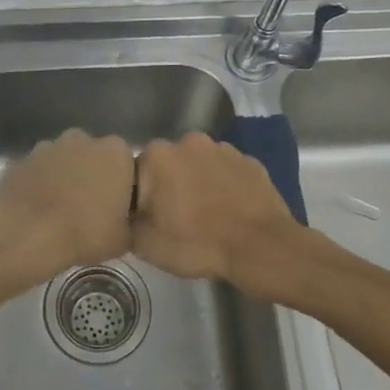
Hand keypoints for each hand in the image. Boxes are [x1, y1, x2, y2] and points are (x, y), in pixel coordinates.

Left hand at [0, 128, 134, 286]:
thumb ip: (131, 221)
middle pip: (94, 157)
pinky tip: (38, 210)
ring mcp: (49, 146)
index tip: (117, 209)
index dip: (123, 186)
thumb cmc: (85, 232)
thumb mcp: (124, 239)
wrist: (27, 235)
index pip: (127, 164)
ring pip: (64, 161)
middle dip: (93, 176)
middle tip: (90, 209)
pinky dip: (40, 184)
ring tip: (61, 211)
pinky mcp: (22, 159)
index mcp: (115, 152)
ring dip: (65, 178)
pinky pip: (39, 171)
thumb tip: (125, 220)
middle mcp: (83, 139)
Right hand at [132, 131, 298, 295]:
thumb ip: (127, 223)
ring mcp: (223, 148)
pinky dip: (224, 186)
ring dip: (197, 183)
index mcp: (158, 156)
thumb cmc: (198, 243)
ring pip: (198, 165)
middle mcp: (188, 141)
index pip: (136, 173)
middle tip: (176, 218)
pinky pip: (226, 172)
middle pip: (168, 165)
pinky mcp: (250, 161)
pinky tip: (229, 211)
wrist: (262, 248)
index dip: (140, 198)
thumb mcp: (147, 245)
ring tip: (206, 215)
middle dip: (169, 186)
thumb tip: (128, 216)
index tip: (149, 219)